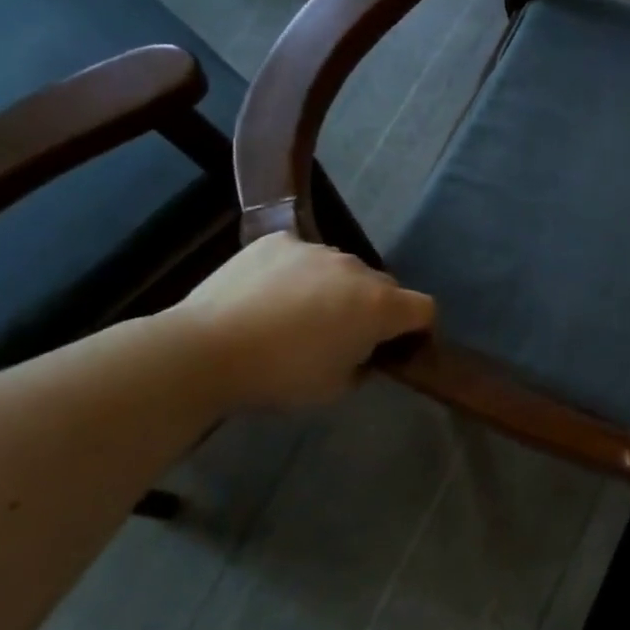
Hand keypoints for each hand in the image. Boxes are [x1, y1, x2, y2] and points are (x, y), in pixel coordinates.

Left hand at [170, 234, 434, 409]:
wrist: (204, 351)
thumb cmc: (280, 377)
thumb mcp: (335, 388)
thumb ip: (363, 365)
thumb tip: (362, 351)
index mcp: (379, 306)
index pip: (425, 309)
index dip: (420, 329)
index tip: (402, 348)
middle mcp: (357, 269)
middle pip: (384, 287)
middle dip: (375, 309)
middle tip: (345, 336)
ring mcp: (317, 250)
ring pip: (343, 270)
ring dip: (336, 290)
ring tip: (299, 315)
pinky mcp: (278, 241)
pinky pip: (303, 256)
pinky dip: (298, 274)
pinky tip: (270, 295)